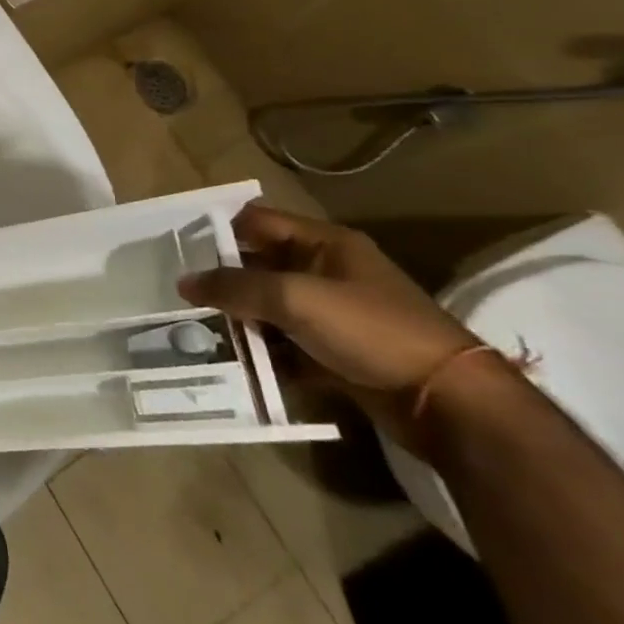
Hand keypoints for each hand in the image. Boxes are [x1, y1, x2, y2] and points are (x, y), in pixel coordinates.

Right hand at [177, 203, 478, 444]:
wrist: (447, 402)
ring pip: (269, 308)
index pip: (257, 221)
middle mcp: (326, 272)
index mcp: (323, 244)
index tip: (176, 246)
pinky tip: (232, 364)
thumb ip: (235, 287)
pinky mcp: (335, 352)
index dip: (218, 229)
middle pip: (258, 266)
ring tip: (196, 331)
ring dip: (238, 320)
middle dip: (221, 280)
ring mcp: (332, 314)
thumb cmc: (370, 330)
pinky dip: (261, 353)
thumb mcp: (294, 298)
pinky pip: (285, 345)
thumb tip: (184, 282)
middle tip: (178, 293)